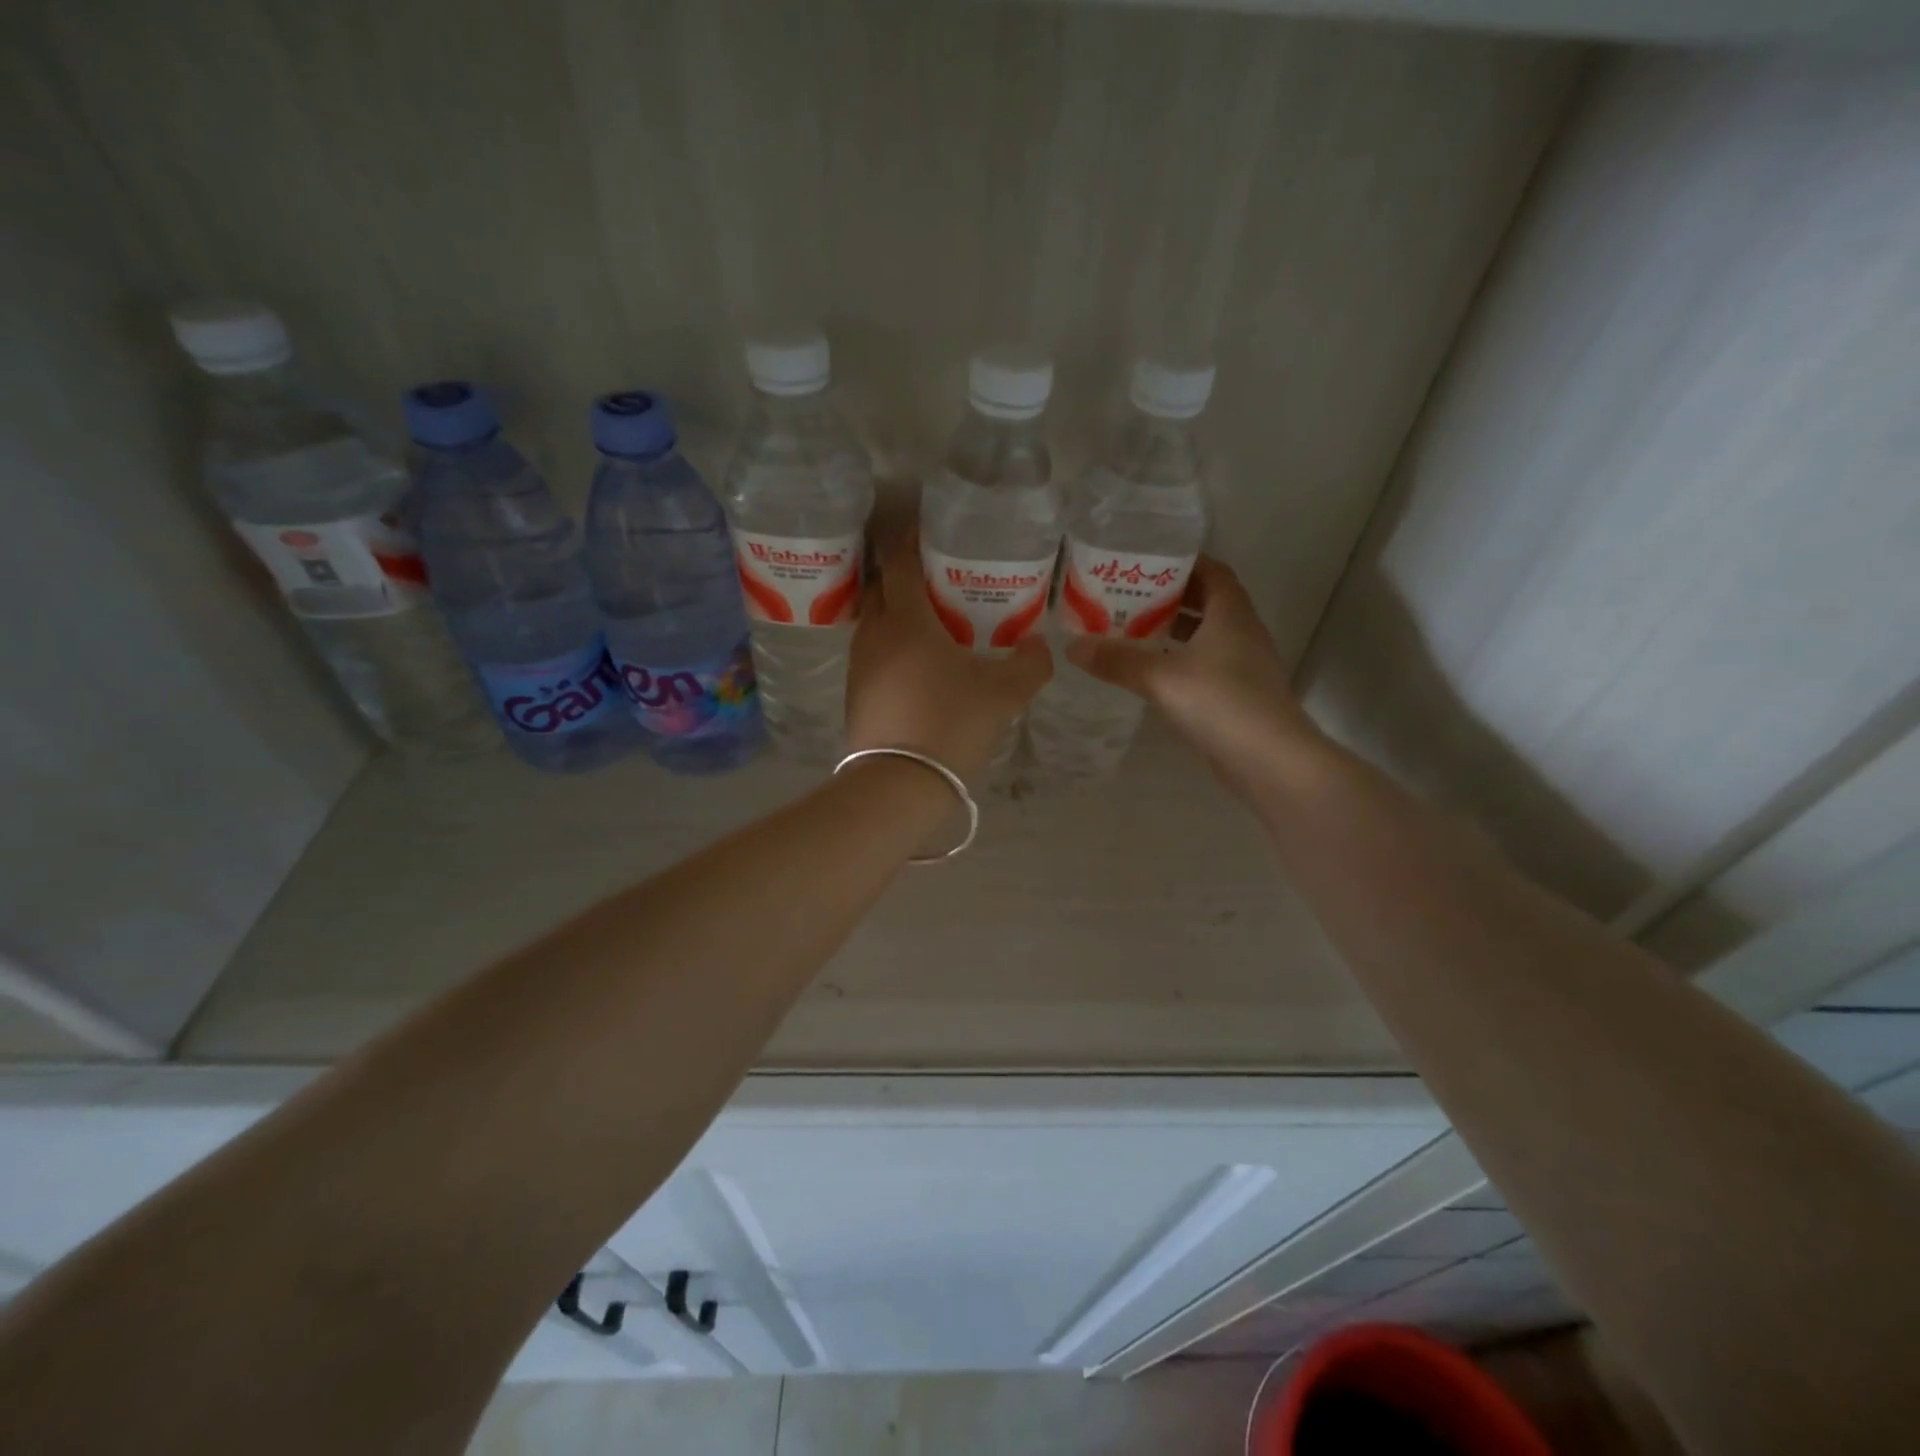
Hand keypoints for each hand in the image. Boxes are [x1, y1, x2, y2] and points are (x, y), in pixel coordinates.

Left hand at [845, 527, 1052, 778]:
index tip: (926, 531)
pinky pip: (871, 656)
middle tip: (934, 578)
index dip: (910, 540)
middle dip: (901, 575)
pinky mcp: (855, 696)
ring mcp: (859, 667)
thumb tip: (1039, 646)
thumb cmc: (952, 725)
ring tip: (928, 621)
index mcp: (906, 621)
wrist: (899, 785)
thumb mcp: (1005, 694)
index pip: (899, 562)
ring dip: (894, 614)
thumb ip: (1030, 664)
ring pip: (873, 624)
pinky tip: (915, 666)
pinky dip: (889, 648)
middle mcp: (875, 635)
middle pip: (880, 589)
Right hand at [1066, 556, 1320, 793]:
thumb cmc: (1221, 703)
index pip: (1212, 571)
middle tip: (1128, 596)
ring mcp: (1243, 665)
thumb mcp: (1161, 677)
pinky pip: (1206, 664)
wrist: (1270, 760)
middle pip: (1207, 601)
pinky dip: (1180, 660)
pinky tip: (1152, 672)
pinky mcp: (1238, 694)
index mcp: (1231, 614)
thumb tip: (1072, 647)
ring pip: (1206, 635)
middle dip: (1170, 596)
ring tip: (1133, 630)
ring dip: (1174, 630)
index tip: (1146, 562)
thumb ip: (1117, 660)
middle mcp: (1242, 632)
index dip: (1183, 563)